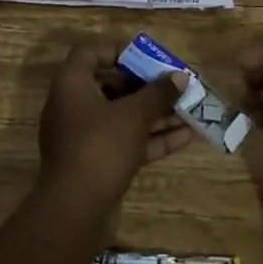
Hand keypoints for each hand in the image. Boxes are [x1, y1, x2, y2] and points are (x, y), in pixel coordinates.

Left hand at [36, 41, 191, 215]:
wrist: (75, 212)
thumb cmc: (100, 147)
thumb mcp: (133, 115)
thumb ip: (158, 93)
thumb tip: (181, 76)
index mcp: (72, 84)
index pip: (90, 52)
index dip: (118, 51)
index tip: (146, 58)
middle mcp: (74, 105)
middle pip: (112, 85)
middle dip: (147, 86)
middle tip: (175, 85)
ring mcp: (84, 137)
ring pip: (123, 116)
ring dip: (155, 114)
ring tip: (190, 110)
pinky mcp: (97, 163)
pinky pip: (126, 141)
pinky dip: (152, 138)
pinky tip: (186, 137)